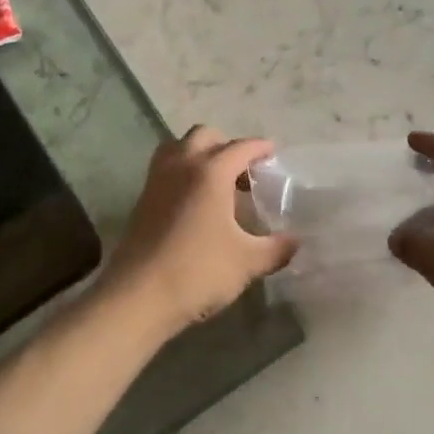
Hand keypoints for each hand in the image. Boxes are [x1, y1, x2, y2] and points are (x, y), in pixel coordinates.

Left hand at [100, 126, 298, 336]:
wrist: (137, 296)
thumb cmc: (198, 272)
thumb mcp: (247, 262)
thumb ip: (276, 248)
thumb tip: (296, 242)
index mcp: (210, 172)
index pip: (240, 147)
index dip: (260, 148)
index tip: (273, 152)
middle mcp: (181, 166)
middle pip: (204, 136)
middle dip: (227, 146)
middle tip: (245, 171)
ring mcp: (157, 181)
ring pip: (178, 148)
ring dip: (200, 155)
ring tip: (218, 182)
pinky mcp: (142, 201)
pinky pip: (166, 170)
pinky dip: (183, 173)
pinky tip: (196, 204)